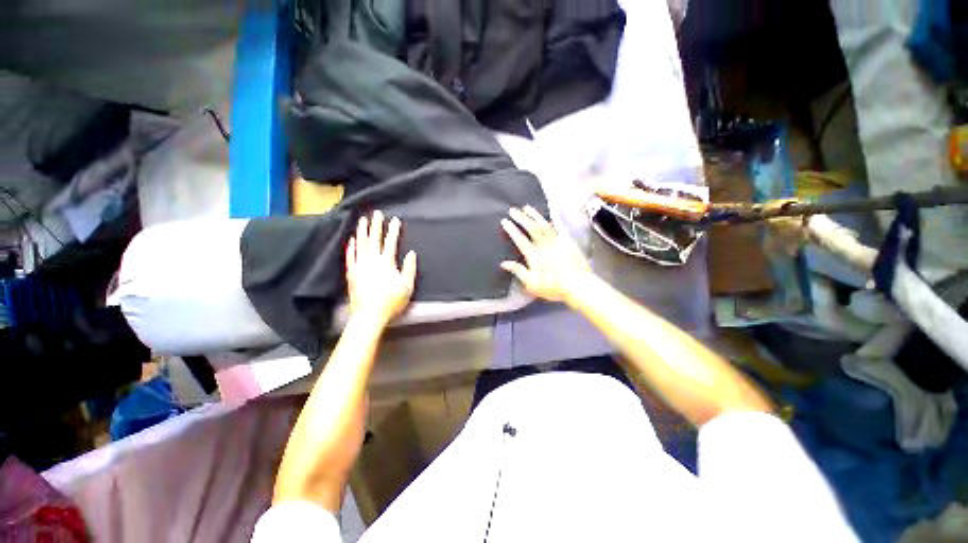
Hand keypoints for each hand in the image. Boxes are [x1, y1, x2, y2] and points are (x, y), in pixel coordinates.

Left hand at [346, 211, 416, 324]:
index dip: (393, 230)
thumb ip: (409, 268)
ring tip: (363, 220)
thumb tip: (411, 253)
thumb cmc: (391, 300)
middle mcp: (372, 260)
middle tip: (377, 213)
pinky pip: (350, 256)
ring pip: (361, 244)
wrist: (369, 314)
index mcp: (386, 262)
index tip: (395, 219)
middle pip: (374, 239)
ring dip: (362, 231)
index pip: (391, 242)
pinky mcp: (352, 273)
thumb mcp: (407, 286)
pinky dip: (351, 247)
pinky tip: (352, 240)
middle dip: (376, 225)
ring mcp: (360, 266)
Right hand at [500, 206, 592, 304]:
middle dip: (521, 218)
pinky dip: (552, 222)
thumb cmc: (553, 287)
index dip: (512, 230)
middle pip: (531, 228)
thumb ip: (518, 271)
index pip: (520, 239)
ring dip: (535, 215)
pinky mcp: (568, 242)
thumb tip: (503, 263)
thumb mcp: (532, 284)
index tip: (505, 220)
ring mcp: (557, 242)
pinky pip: (558, 229)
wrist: (578, 285)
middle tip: (513, 209)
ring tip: (527, 207)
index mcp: (534, 255)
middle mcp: (544, 245)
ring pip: (544, 225)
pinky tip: (548, 218)